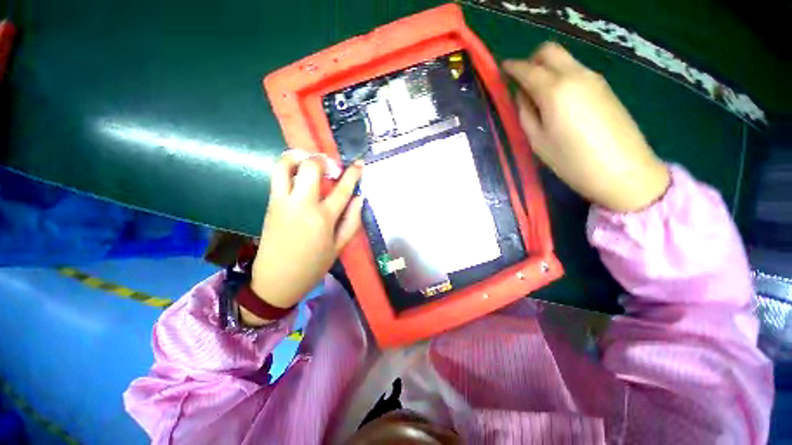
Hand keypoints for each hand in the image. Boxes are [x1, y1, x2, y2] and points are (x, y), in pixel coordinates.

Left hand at [244, 151, 363, 325]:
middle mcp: (302, 204)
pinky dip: (288, 168)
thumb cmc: (312, 266)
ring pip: (285, 166)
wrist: (276, 280)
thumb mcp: (339, 247)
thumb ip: (351, 221)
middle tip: (330, 166)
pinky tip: (298, 174)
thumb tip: (359, 198)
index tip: (359, 163)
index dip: (353, 173)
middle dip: (322, 160)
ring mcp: (282, 202)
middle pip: (310, 168)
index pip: (342, 188)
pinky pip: (277, 177)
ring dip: (298, 157)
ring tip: (309, 161)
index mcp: (323, 218)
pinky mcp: (270, 204)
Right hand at [503, 42, 669, 211]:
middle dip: (531, 60)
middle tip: (521, 82)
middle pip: (549, 51)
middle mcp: (575, 75)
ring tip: (538, 97)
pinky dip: (561, 78)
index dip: (511, 68)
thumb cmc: (571, 161)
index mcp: (554, 90)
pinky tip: (558, 102)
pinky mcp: (604, 88)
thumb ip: (526, 113)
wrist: (622, 171)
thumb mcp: (537, 141)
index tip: (501, 71)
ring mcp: (593, 79)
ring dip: (546, 70)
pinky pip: (576, 72)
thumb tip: (522, 95)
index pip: (527, 69)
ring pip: (564, 60)